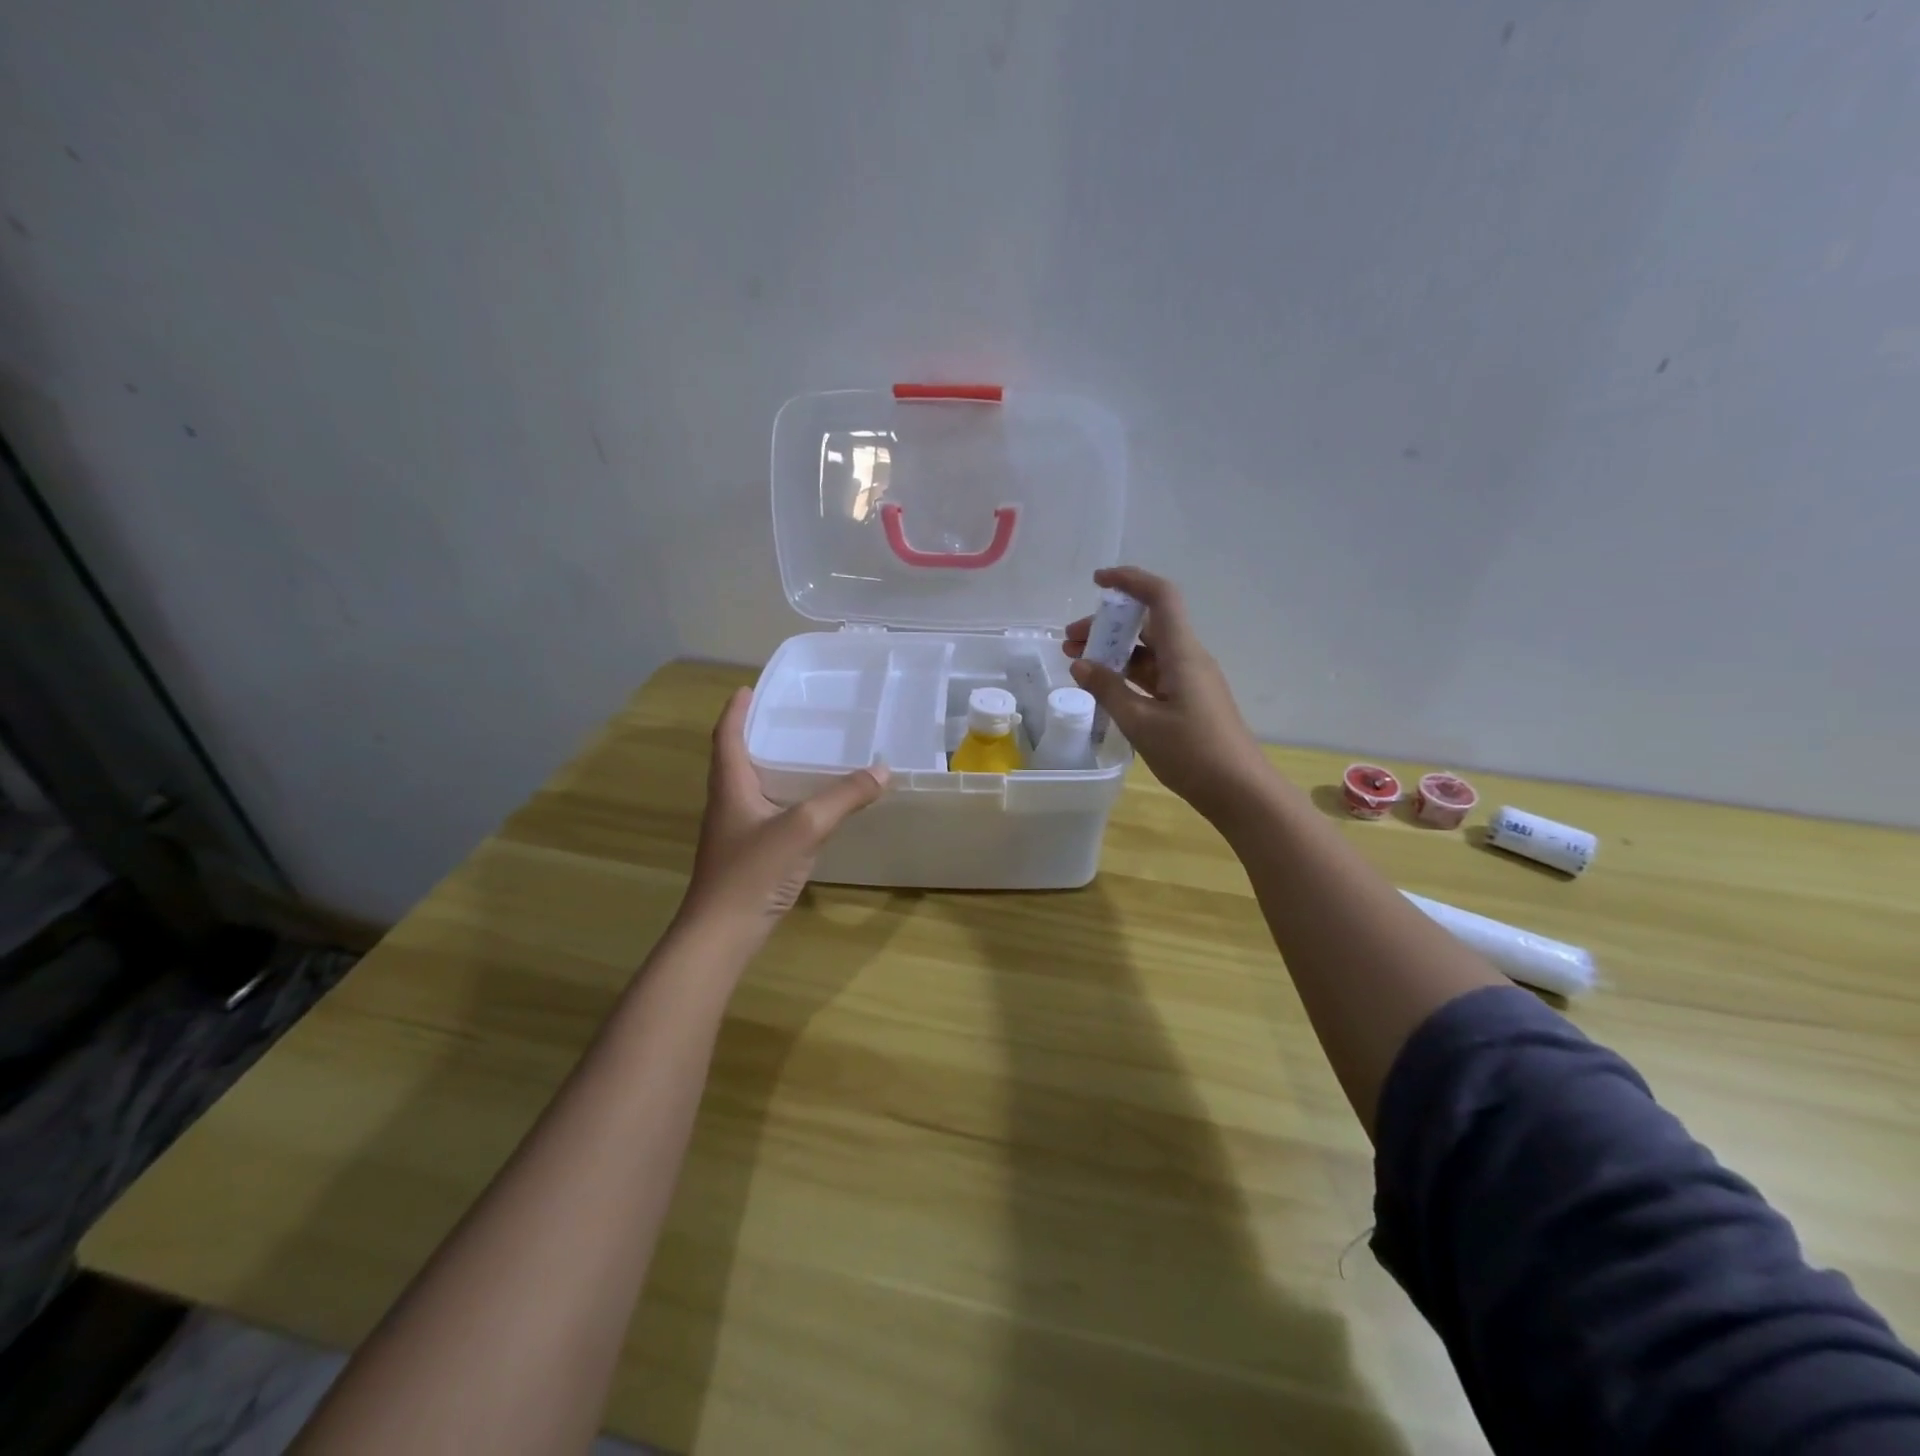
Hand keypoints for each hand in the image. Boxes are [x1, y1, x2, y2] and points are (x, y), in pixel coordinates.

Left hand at [677, 689, 887, 943]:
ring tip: (802, 754)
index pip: (727, 737)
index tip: (748, 689)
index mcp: (730, 786)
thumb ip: (843, 798)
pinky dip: (785, 800)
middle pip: (737, 759)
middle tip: (787, 718)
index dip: (735, 710)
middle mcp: (728, 804)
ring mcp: (736, 832)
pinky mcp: (748, 855)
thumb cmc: (752, 872)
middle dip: (757, 735)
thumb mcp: (803, 827)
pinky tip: (809, 808)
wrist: (722, 934)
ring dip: (771, 767)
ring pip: (753, 788)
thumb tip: (882, 770)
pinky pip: (767, 814)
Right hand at [1064, 566, 1273, 824]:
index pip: (1160, 597)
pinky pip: (1154, 674)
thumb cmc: (1192, 753)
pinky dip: (1127, 674)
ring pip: (1148, 652)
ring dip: (1114, 652)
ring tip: (1077, 663)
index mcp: (1182, 654)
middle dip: (1107, 626)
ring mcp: (1190, 680)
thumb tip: (1080, 664)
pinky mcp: (1189, 701)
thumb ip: (1108, 689)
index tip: (1096, 581)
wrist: (1240, 791)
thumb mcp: (1141, 722)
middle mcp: (1188, 658)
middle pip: (1147, 625)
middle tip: (1069, 641)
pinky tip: (1104, 687)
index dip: (1129, 580)